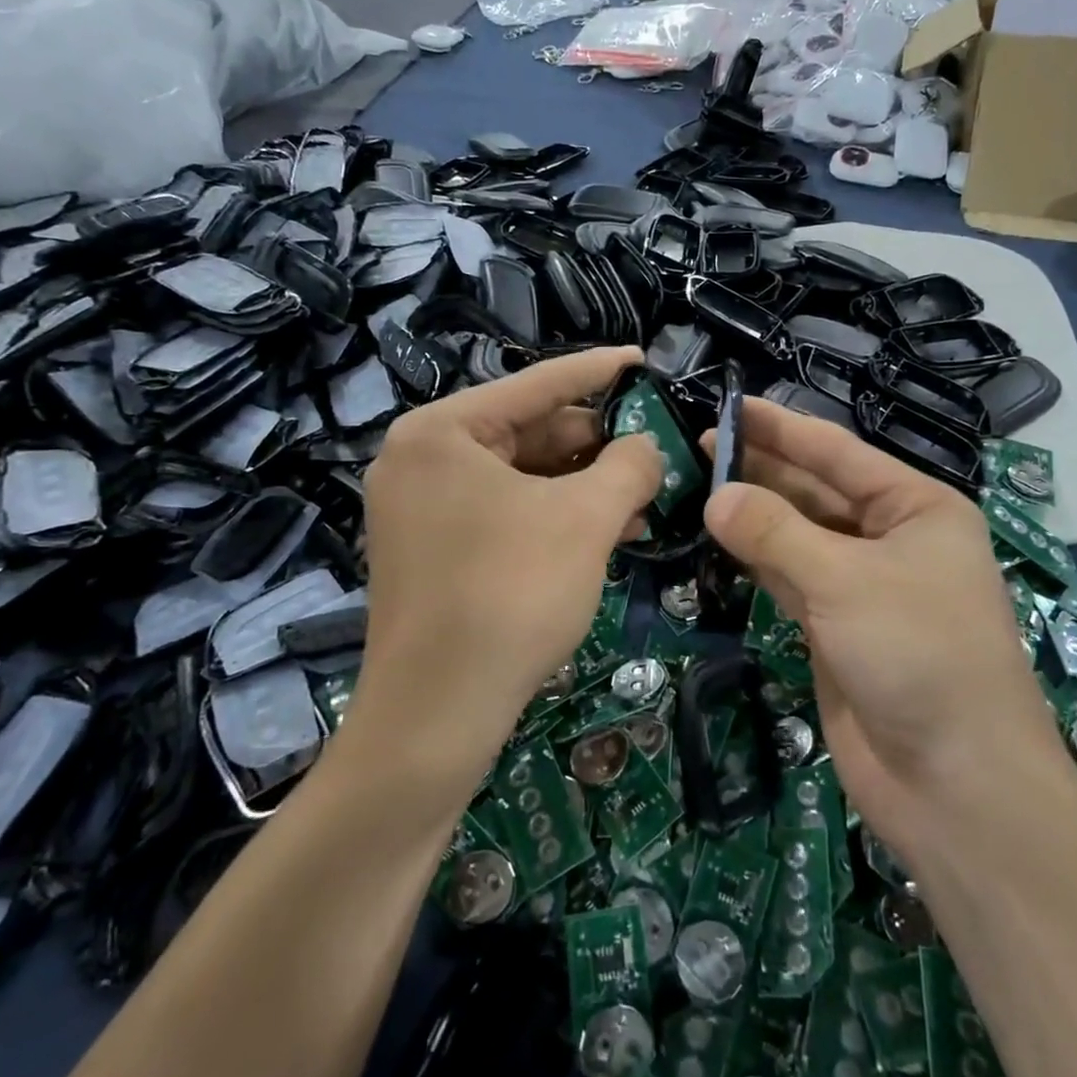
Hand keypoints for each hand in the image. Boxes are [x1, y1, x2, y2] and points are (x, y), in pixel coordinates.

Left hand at [357, 347, 662, 778]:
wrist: (436, 716)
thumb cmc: (510, 594)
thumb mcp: (585, 519)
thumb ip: (629, 464)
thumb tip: (647, 447)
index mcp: (441, 432)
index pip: (535, 384)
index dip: (597, 371)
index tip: (641, 359)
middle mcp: (421, 460)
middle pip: (527, 431)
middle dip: (596, 444)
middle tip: (655, 450)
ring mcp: (421, 509)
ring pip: (520, 478)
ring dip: (583, 485)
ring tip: (644, 495)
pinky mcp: (433, 551)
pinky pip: (505, 513)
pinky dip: (555, 516)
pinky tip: (607, 528)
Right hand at [703, 399, 1071, 862]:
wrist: (957, 785)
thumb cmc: (917, 655)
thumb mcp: (844, 580)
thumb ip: (774, 532)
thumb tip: (714, 495)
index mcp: (916, 508)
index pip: (836, 452)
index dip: (780, 427)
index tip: (728, 405)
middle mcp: (892, 538)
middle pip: (815, 490)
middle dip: (761, 468)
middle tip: (697, 446)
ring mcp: (863, 586)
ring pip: (798, 535)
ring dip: (752, 514)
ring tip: (696, 485)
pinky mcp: (836, 628)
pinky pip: (789, 578)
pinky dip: (756, 559)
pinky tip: (718, 538)